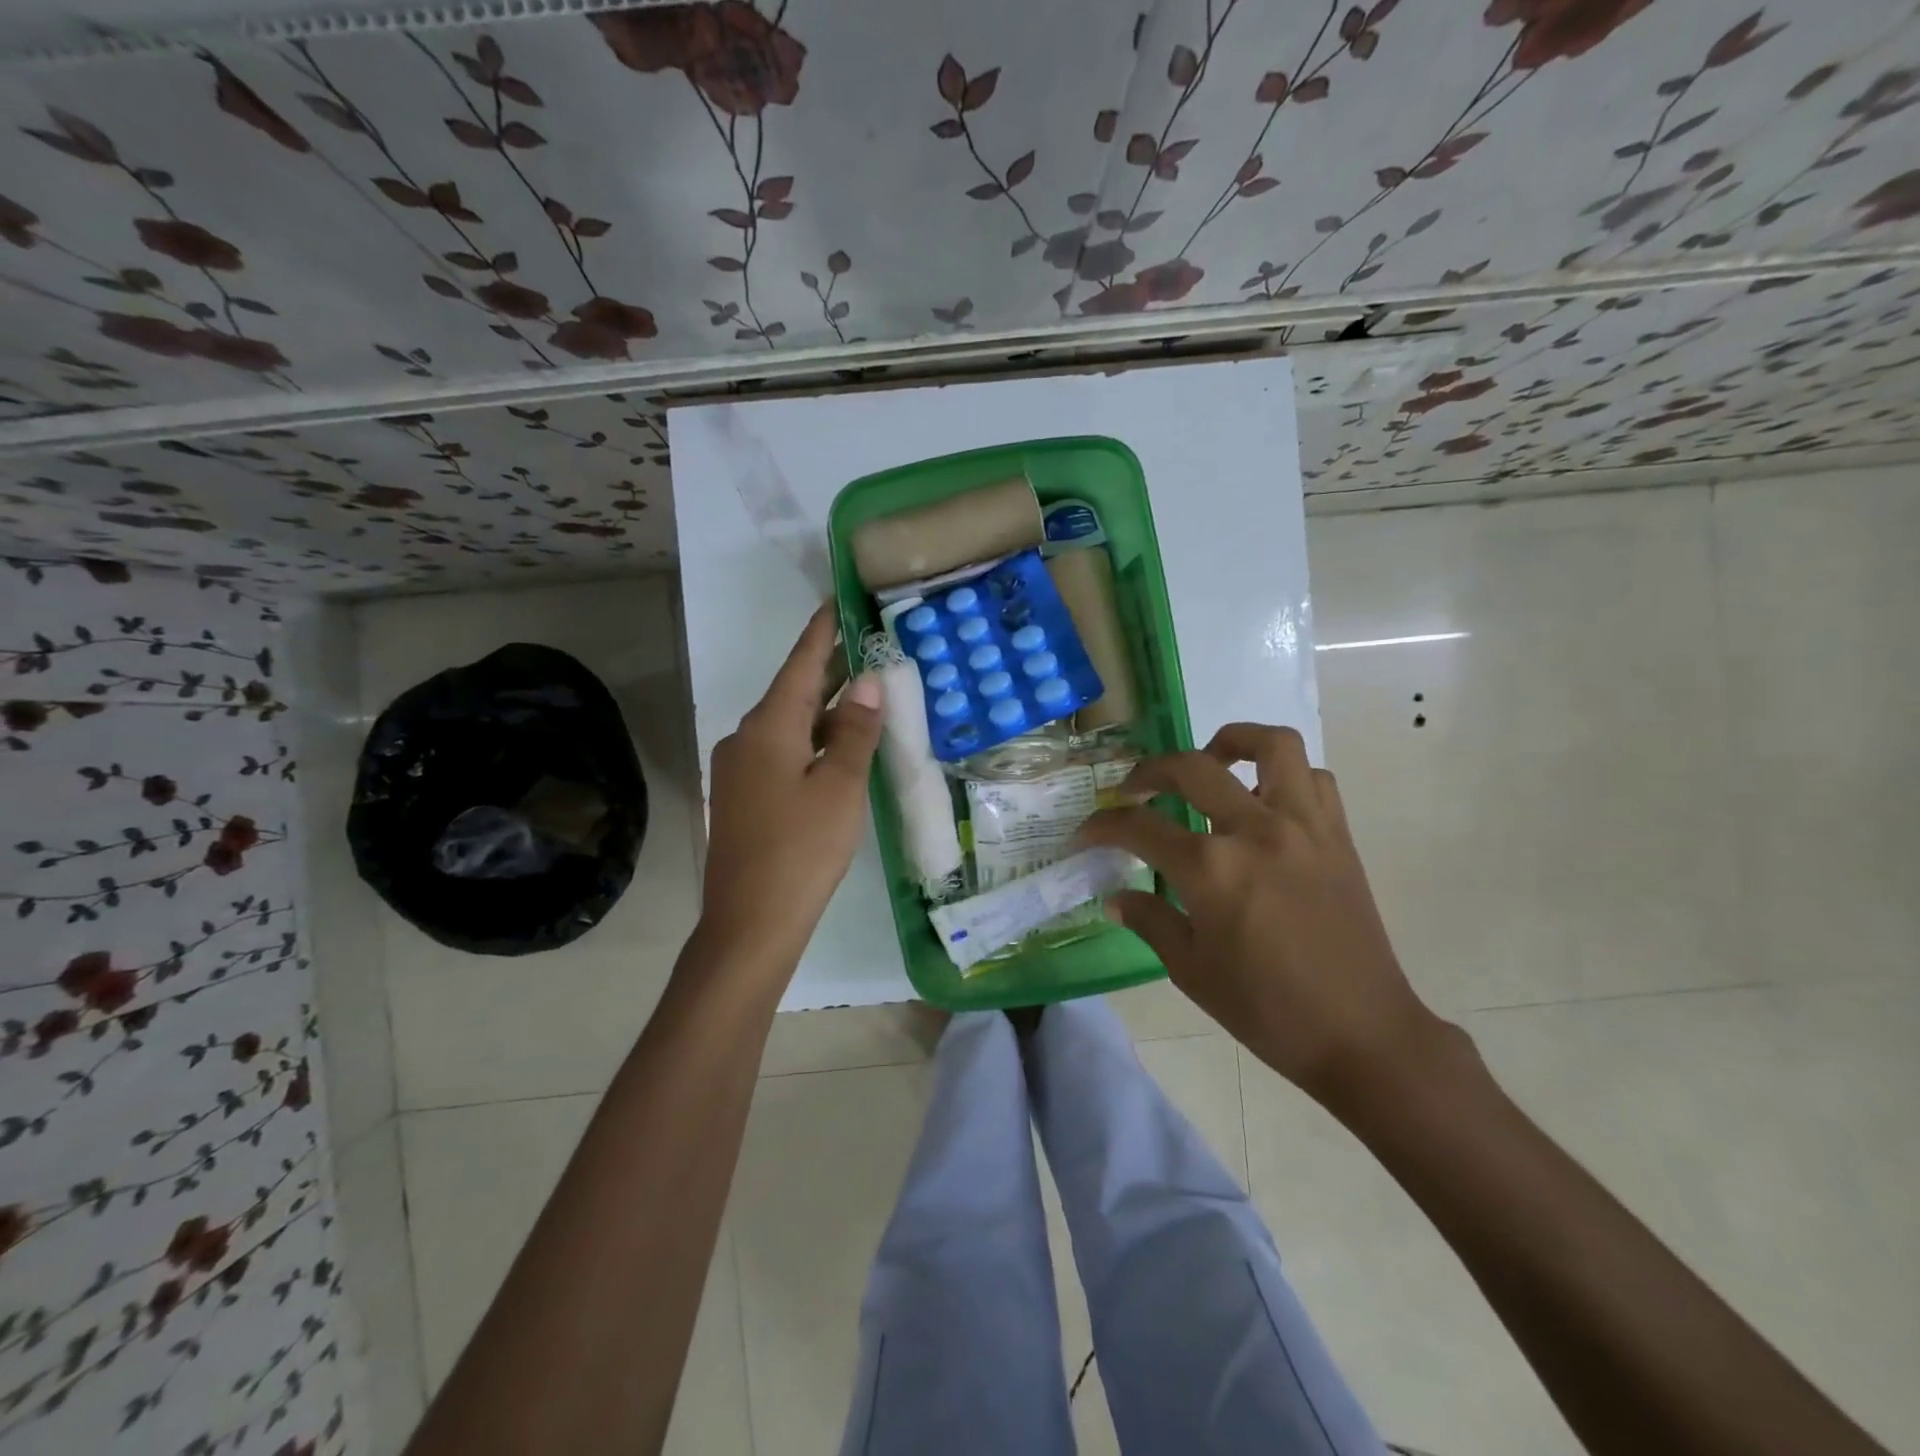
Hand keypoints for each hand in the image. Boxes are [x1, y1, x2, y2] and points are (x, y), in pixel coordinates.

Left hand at [699, 606, 882, 964]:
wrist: (750, 923)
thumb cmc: (802, 849)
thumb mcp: (841, 787)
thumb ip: (855, 731)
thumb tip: (866, 682)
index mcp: (768, 727)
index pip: (799, 664)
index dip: (821, 632)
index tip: (837, 601)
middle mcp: (746, 739)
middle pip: (792, 693)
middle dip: (827, 670)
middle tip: (865, 644)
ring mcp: (739, 770)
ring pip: (788, 726)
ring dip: (823, 709)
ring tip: (862, 694)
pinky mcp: (743, 797)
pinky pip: (782, 753)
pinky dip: (812, 741)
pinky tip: (837, 749)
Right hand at [1077, 723, 1452, 1110]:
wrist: (1361, 1034)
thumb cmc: (1267, 1010)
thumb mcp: (1191, 970)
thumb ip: (1149, 920)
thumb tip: (1116, 896)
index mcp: (1211, 869)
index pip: (1139, 827)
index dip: (1101, 826)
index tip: (1085, 834)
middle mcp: (1256, 830)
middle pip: (1191, 768)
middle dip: (1148, 771)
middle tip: (1132, 791)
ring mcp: (1303, 826)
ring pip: (1271, 745)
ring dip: (1230, 743)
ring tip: (1210, 764)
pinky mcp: (1337, 836)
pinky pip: (1312, 779)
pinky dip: (1283, 776)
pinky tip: (1263, 802)